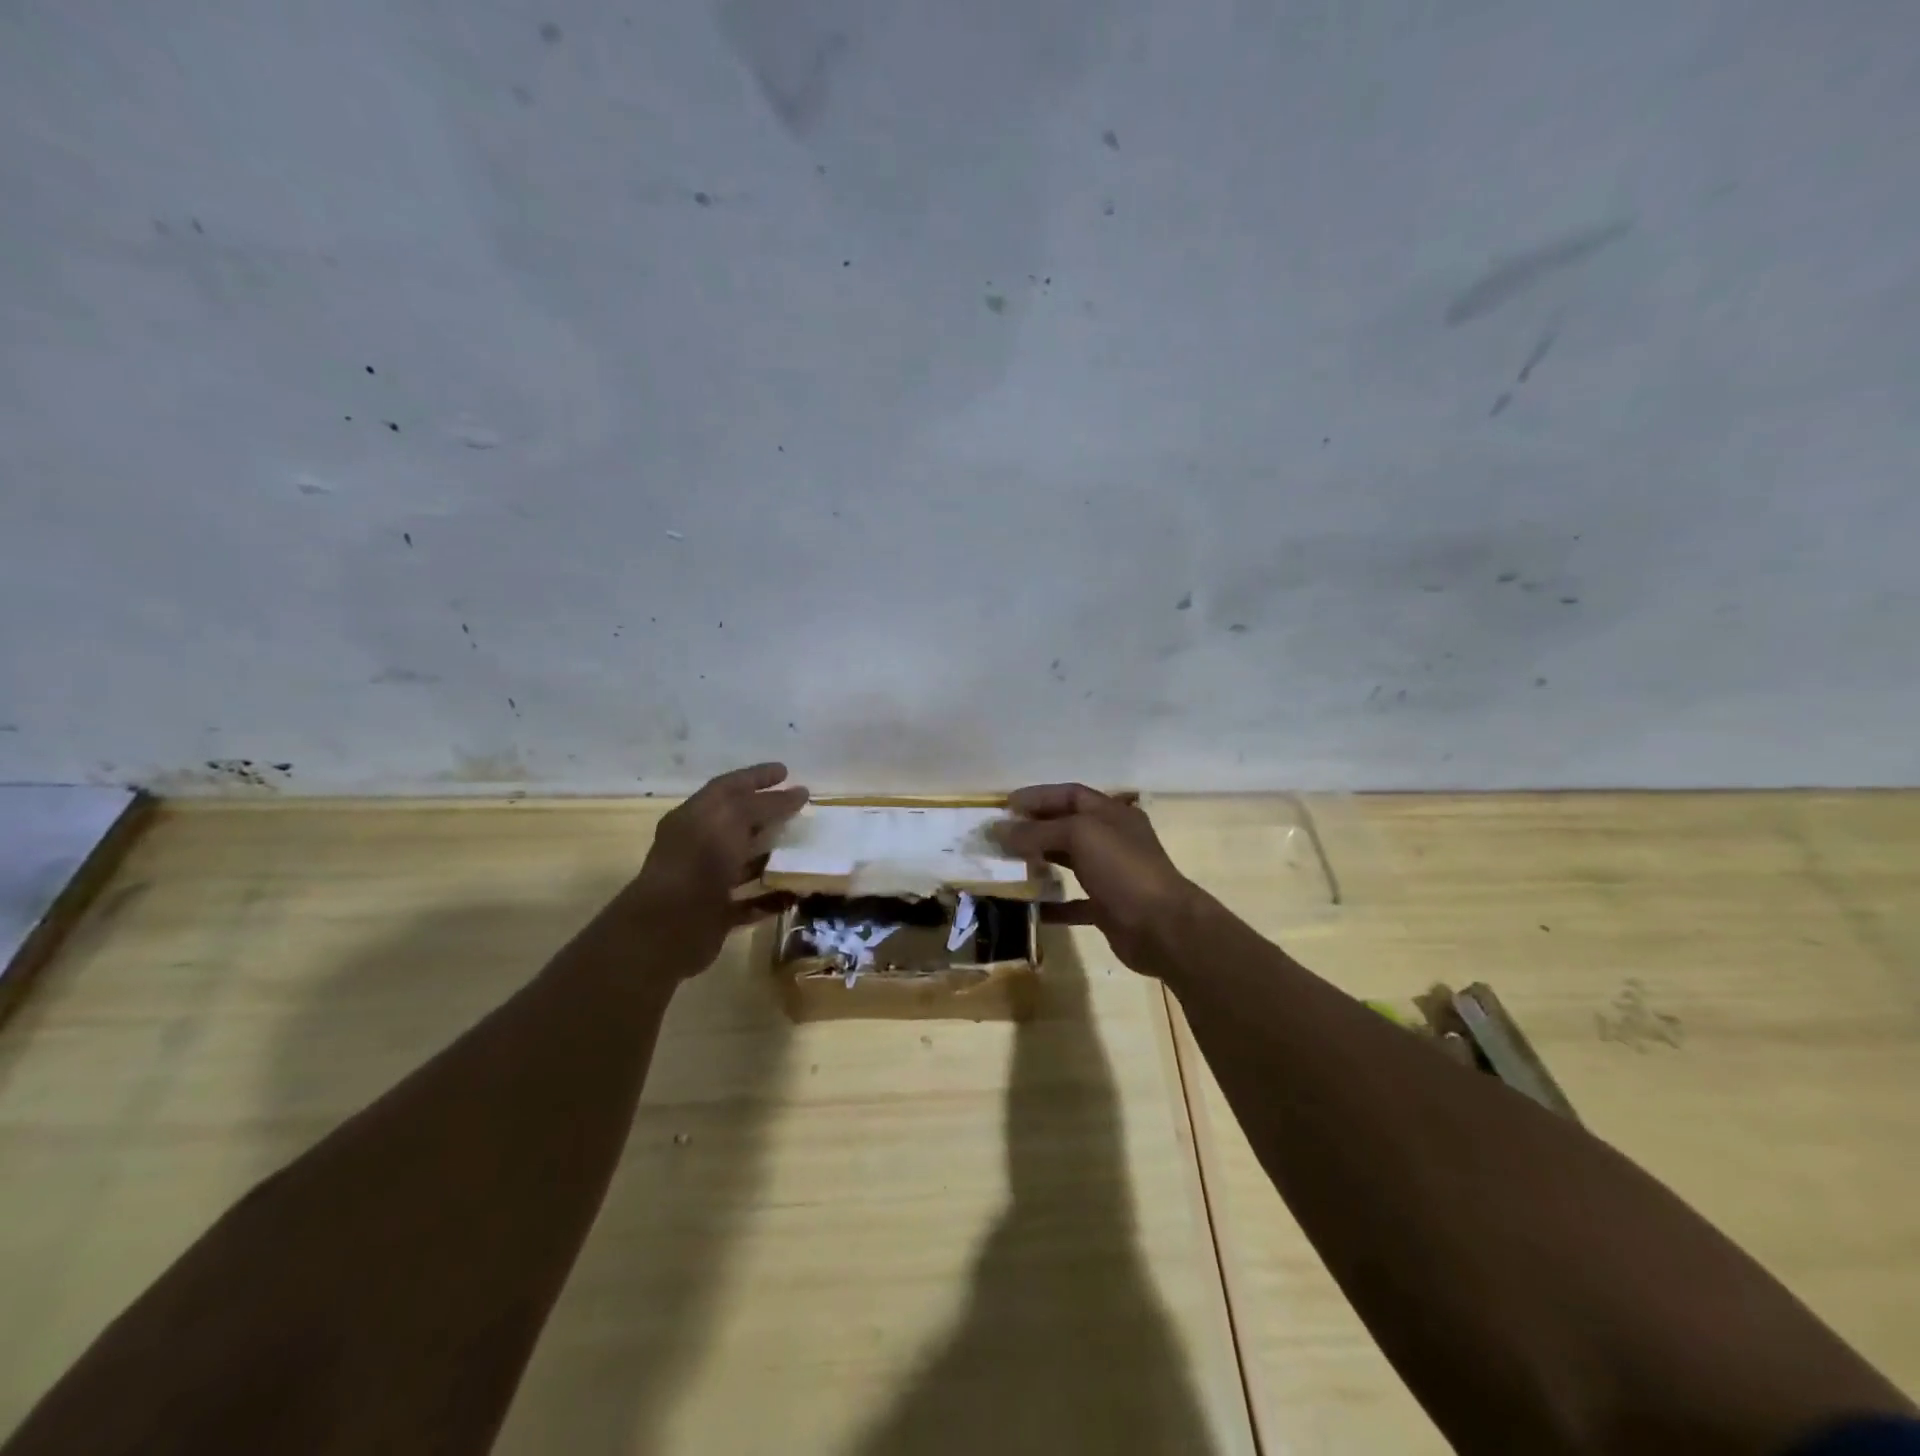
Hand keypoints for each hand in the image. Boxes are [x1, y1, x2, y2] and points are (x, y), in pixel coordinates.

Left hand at [609, 763, 808, 978]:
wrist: (669, 927)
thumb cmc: (699, 861)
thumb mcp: (734, 819)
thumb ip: (766, 805)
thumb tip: (799, 793)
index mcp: (695, 816)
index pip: (729, 787)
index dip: (757, 776)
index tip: (786, 771)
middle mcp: (698, 845)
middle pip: (737, 824)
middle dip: (767, 815)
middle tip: (800, 810)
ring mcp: (706, 881)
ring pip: (743, 863)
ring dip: (772, 856)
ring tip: (804, 850)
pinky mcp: (715, 914)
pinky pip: (749, 901)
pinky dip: (771, 897)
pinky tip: (795, 893)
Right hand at [990, 784, 1202, 977]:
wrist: (1163, 928)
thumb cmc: (1123, 870)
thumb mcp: (1080, 837)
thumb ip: (1038, 831)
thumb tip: (998, 830)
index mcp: (1111, 814)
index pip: (1070, 795)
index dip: (1038, 796)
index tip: (1006, 806)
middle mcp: (1112, 840)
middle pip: (1067, 827)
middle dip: (1034, 828)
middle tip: (1000, 836)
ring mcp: (1111, 875)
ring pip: (1069, 862)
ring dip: (1040, 862)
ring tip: (1008, 865)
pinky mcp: (1108, 908)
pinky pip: (1074, 902)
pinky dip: (1052, 904)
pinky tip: (1028, 907)